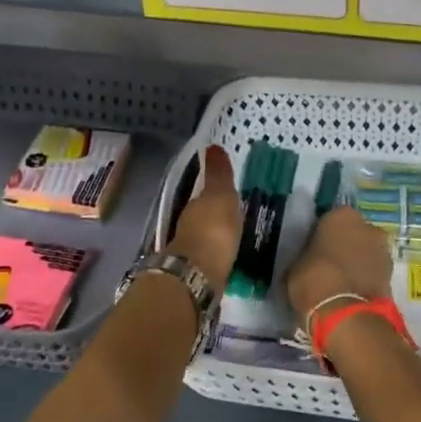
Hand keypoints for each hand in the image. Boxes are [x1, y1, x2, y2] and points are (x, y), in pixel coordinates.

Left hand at [167, 145, 239, 295]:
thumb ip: (218, 175)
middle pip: (202, 216)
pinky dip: (216, 253)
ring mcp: (190, 251)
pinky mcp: (197, 272)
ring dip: (215, 235)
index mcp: (194, 206)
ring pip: (204, 237)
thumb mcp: (220, 196)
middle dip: (214, 214)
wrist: (199, 275)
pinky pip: (210, 256)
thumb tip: (212, 146)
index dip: (214, 192)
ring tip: (232, 235)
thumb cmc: (213, 230)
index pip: (204, 194)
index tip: (227, 191)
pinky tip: (226, 256)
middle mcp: (188, 226)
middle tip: (232, 213)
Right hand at [285, 205, 392, 325]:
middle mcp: (368, 226)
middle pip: (353, 234)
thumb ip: (307, 253)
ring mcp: (383, 250)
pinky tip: (351, 292)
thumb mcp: (295, 264)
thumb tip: (309, 257)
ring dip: (357, 262)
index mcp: (341, 215)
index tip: (313, 250)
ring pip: (366, 252)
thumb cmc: (314, 280)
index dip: (321, 235)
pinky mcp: (392, 275)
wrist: (346, 314)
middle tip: (328, 265)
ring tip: (340, 282)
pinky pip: (373, 271)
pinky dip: (365, 278)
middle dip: (344, 246)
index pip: (329, 219)